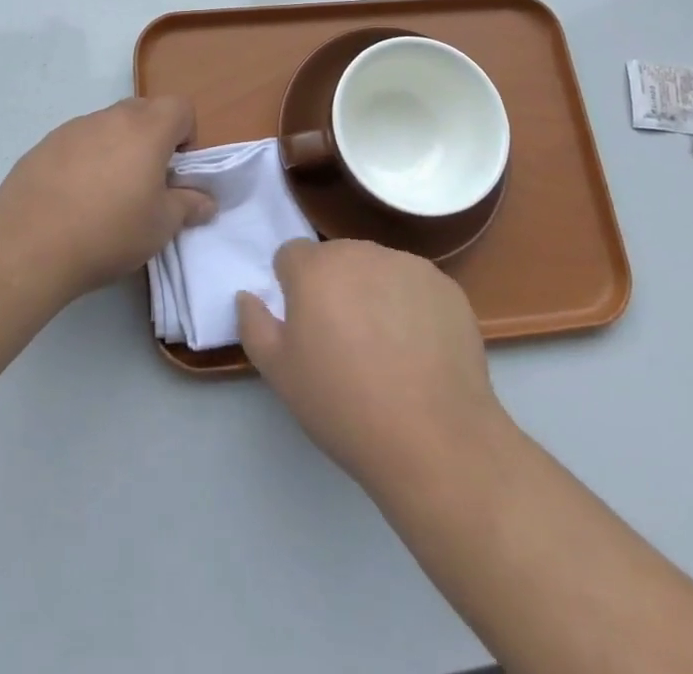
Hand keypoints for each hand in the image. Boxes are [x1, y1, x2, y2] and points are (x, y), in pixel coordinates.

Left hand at [0, 97, 216, 299]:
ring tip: (106, 194)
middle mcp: (111, 118)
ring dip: (117, 147)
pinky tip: (73, 198)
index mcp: (147, 129)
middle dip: (153, 138)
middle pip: (144, 110)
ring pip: (108, 125)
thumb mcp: (160, 227)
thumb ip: (188, 206)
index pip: (180, 107)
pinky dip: (85, 159)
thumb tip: (206, 200)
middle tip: (146, 181)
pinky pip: (78, 141)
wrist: (28, 246)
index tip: (176, 170)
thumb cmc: (108, 233)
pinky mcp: (44, 144)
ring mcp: (73, 128)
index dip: (186, 134)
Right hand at [237, 239, 509, 492]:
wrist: (434, 440)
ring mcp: (408, 265)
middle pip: (336, 258)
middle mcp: (360, 252)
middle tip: (344, 341)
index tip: (305, 327)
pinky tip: (419, 350)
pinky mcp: (446, 286)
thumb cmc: (344, 406)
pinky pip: (415, 286)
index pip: (291, 255)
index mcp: (315, 268)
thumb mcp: (280, 374)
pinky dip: (411, 306)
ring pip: (377, 269)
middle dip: (333, 287)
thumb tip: (247, 295)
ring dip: (372, 293)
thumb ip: (254, 325)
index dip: (292, 288)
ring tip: (386, 349)